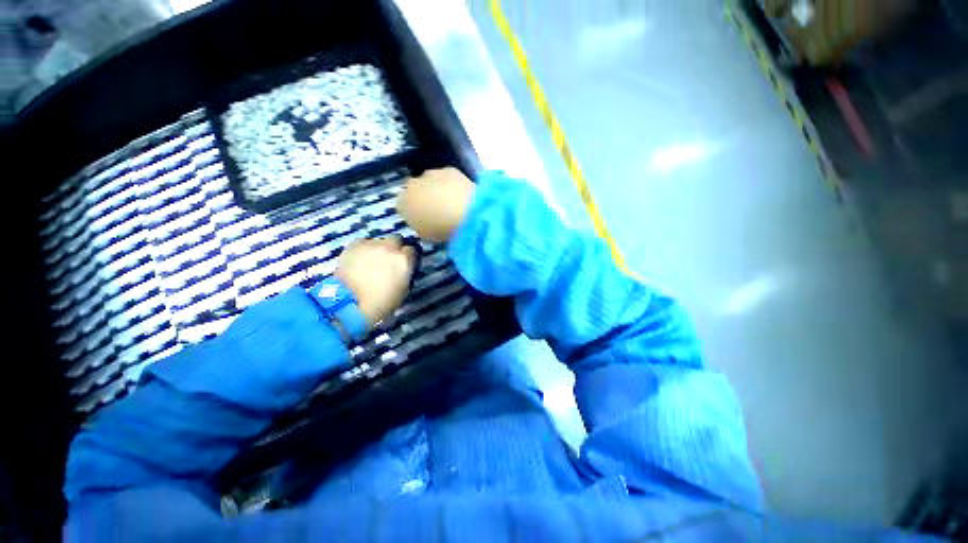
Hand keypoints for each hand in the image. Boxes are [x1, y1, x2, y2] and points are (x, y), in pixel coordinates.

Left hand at [335, 237, 416, 326]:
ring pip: (379, 241)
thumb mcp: (404, 289)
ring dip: (379, 248)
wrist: (351, 304)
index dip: (408, 257)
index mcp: (404, 259)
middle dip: (395, 247)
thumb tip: (404, 268)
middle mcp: (390, 247)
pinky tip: (360, 260)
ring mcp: (371, 244)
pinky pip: (363, 243)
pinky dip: (364, 249)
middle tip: (390, 259)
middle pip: (397, 239)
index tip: (405, 263)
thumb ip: (406, 273)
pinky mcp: (354, 245)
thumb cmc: (382, 302)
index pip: (412, 250)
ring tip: (372, 260)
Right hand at [397, 167, 474, 242]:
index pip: (402, 206)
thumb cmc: (442, 231)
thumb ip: (422, 228)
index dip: (414, 213)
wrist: (465, 213)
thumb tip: (425, 224)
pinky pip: (447, 177)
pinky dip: (452, 183)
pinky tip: (461, 194)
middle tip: (437, 211)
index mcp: (402, 204)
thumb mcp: (427, 237)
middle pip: (414, 190)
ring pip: (429, 180)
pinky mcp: (449, 169)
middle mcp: (411, 185)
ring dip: (436, 188)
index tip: (424, 220)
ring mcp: (430, 174)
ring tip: (451, 203)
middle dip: (423, 198)